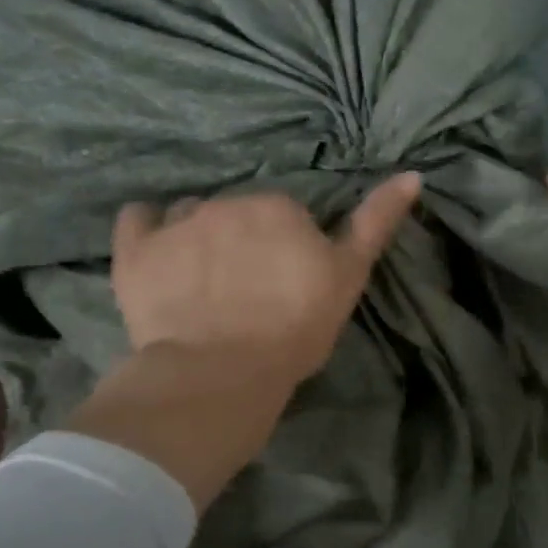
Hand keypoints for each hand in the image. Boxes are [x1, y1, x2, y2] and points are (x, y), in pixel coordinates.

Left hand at [112, 175, 420, 380]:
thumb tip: (412, 174)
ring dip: (197, 236)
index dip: (286, 248)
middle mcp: (226, 201)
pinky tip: (155, 253)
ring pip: (190, 215)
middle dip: (242, 240)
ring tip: (201, 283)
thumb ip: (376, 222)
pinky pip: (136, 220)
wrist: (221, 373)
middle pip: (237, 213)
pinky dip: (146, 231)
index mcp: (278, 206)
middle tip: (247, 291)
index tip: (285, 283)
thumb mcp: (348, 277)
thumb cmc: (294, 328)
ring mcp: (177, 223)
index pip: (284, 215)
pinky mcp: (135, 251)